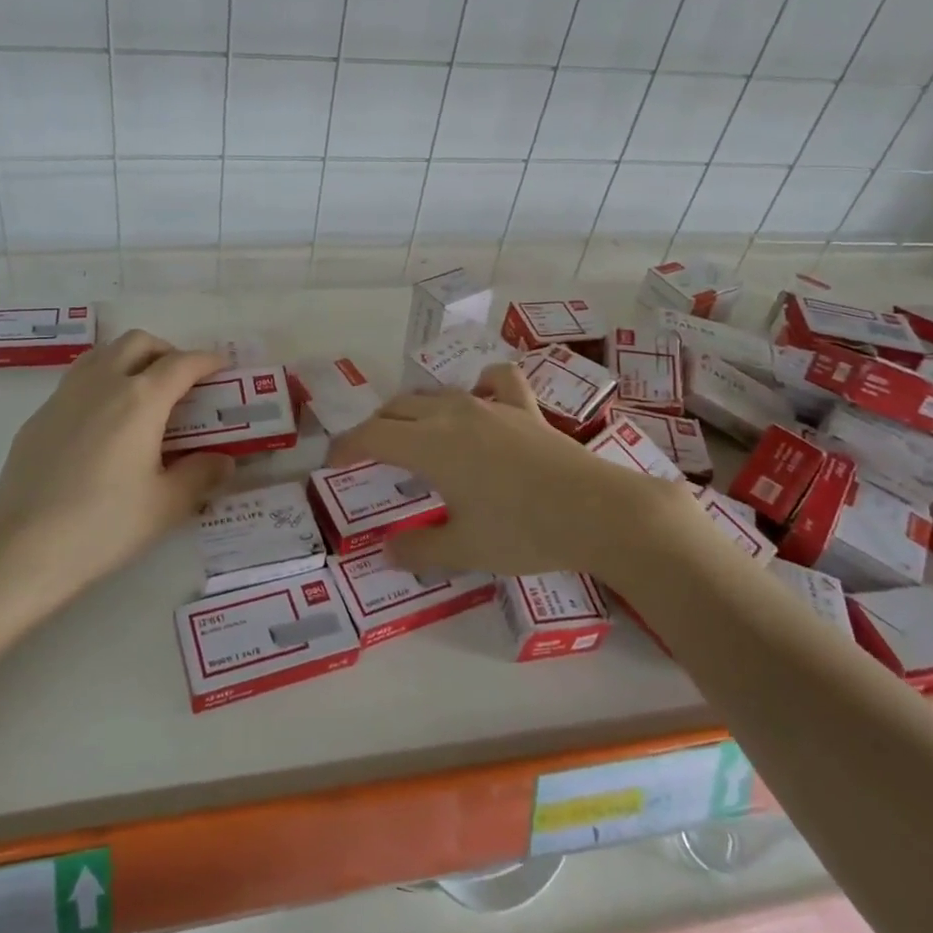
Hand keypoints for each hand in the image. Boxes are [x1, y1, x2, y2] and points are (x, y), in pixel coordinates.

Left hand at [0, 331, 235, 625]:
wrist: (23, 549)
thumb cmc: (104, 525)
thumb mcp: (166, 505)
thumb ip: (201, 475)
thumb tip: (223, 460)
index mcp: (140, 400)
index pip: (182, 364)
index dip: (207, 361)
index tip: (222, 367)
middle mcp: (102, 384)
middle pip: (138, 343)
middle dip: (166, 352)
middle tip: (182, 381)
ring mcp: (65, 396)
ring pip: (103, 353)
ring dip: (130, 359)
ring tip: (143, 392)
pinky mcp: (39, 416)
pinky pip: (77, 381)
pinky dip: (101, 383)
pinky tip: (103, 423)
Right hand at [331, 363, 675, 578]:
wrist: (600, 512)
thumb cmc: (524, 532)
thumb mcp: (464, 550)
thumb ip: (418, 550)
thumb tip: (388, 550)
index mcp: (429, 445)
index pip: (370, 436)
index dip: (345, 447)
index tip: (332, 464)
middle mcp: (452, 414)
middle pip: (396, 409)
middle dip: (375, 429)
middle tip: (369, 457)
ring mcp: (490, 406)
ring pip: (436, 395)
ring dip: (414, 411)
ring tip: (414, 435)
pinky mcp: (524, 408)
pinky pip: (496, 382)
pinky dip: (480, 385)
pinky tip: (481, 399)